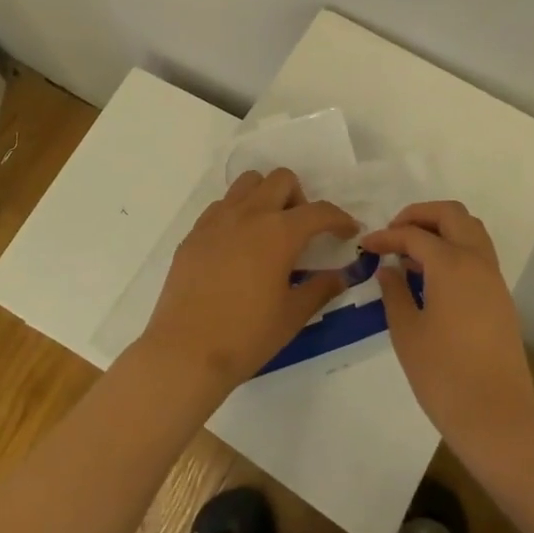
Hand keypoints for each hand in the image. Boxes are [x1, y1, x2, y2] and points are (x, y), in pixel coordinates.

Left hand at [137, 168, 356, 398]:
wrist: (185, 352)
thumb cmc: (246, 336)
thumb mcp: (292, 316)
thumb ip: (320, 289)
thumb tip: (340, 275)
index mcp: (279, 232)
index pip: (319, 211)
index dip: (340, 219)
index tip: (348, 231)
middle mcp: (249, 214)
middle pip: (282, 179)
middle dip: (300, 198)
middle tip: (302, 231)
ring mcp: (217, 220)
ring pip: (248, 183)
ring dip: (266, 196)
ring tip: (268, 231)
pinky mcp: (194, 233)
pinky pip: (221, 206)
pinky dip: (238, 213)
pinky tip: (238, 246)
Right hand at [364, 201, 533, 456]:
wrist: (497, 418)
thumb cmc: (444, 375)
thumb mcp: (407, 332)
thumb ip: (394, 293)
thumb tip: (388, 269)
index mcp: (451, 264)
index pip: (413, 235)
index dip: (386, 237)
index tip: (365, 246)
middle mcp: (476, 261)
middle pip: (452, 215)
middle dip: (420, 215)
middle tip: (394, 233)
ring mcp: (493, 278)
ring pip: (470, 230)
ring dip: (441, 229)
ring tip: (412, 253)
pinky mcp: (500, 298)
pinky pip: (478, 254)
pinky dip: (455, 249)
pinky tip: (432, 276)